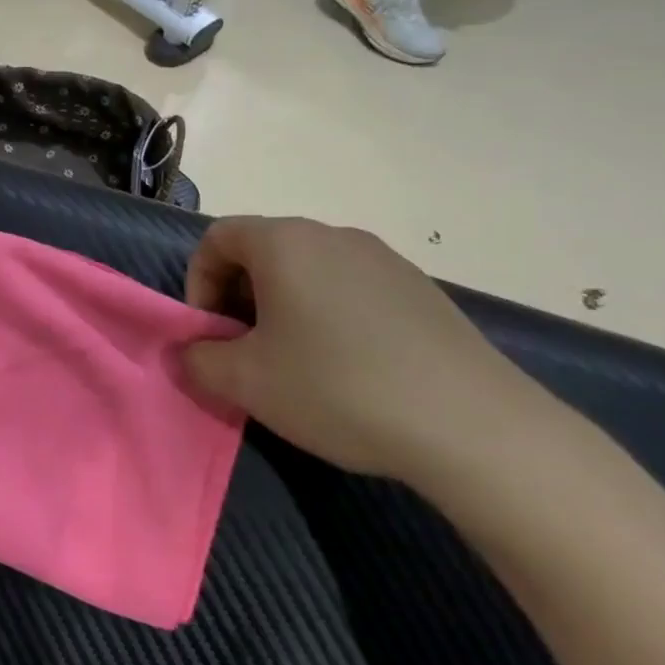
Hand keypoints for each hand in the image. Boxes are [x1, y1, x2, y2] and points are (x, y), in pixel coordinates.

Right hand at [181, 217, 548, 483]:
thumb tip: (189, 353)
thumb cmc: (338, 388)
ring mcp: (385, 261)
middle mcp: (334, 237)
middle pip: (262, 251)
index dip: (198, 282)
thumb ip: (197, 360)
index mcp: (285, 243)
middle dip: (238, 297)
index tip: (211, 331)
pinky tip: (348, 368)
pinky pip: (351, 289)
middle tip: (244, 350)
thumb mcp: (244, 382)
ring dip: (282, 307)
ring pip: (308, 271)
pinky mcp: (423, 291)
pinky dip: (328, 316)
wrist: (475, 428)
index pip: (217, 237)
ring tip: (294, 362)